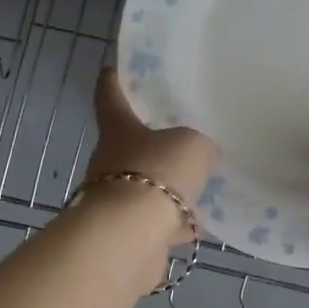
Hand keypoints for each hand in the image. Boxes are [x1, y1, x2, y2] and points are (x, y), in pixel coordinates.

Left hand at [85, 66, 216, 244]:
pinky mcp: (126, 233)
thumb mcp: (192, 145)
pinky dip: (173, 223)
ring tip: (198, 184)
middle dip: (153, 142)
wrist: (130, 237)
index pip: (110, 97)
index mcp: (119, 130)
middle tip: (182, 136)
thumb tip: (199, 153)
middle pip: (130, 144)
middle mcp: (109, 161)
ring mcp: (115, 199)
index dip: (111, 82)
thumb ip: (198, 144)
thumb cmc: (157, 173)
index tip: (110, 70)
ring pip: (144, 185)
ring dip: (166, 187)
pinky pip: (155, 221)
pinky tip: (199, 224)